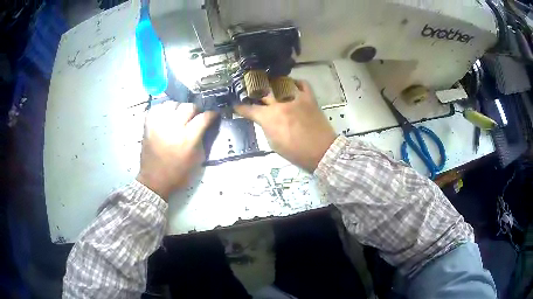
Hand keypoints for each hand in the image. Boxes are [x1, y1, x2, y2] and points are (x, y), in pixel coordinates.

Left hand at [137, 102, 216, 199]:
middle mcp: (173, 128)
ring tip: (179, 114)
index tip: (213, 114)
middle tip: (196, 116)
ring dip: (179, 107)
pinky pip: (156, 109)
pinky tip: (166, 115)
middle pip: (188, 107)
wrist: (155, 182)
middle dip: (195, 110)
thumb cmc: (179, 174)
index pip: (203, 118)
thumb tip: (206, 126)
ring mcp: (158, 125)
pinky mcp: (148, 126)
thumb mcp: (197, 160)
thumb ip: (202, 140)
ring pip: (172, 104)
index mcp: (188, 139)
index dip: (211, 114)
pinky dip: (163, 109)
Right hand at [235, 80, 336, 171]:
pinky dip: (296, 83)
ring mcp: (296, 98)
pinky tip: (291, 85)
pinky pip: (302, 84)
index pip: (249, 109)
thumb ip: (266, 127)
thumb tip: (264, 119)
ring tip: (270, 84)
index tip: (235, 104)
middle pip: (262, 90)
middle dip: (253, 89)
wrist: (321, 151)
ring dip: (273, 84)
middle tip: (250, 89)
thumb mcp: (273, 143)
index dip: (240, 107)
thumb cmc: (295, 152)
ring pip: (281, 83)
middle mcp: (280, 103)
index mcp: (269, 117)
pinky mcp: (309, 98)